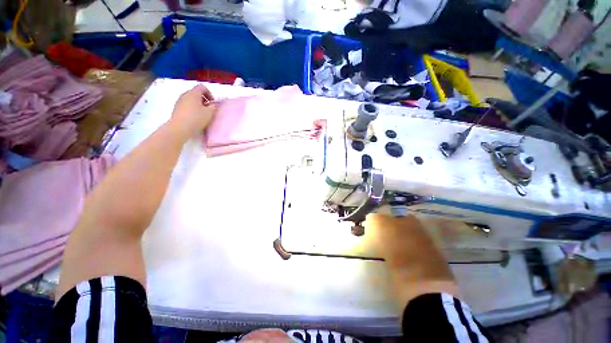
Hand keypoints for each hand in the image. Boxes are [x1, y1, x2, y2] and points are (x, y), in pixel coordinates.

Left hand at [169, 84, 217, 137]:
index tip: (212, 103)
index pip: (202, 87)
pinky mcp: (176, 108)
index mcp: (193, 93)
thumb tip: (212, 104)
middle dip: (203, 99)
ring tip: (202, 114)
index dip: (209, 93)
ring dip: (198, 104)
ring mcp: (179, 101)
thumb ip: (213, 107)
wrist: (180, 128)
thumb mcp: (210, 113)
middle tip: (208, 108)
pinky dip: (192, 108)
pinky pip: (186, 105)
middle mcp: (185, 95)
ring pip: (190, 99)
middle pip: (195, 93)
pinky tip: (195, 117)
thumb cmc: (197, 118)